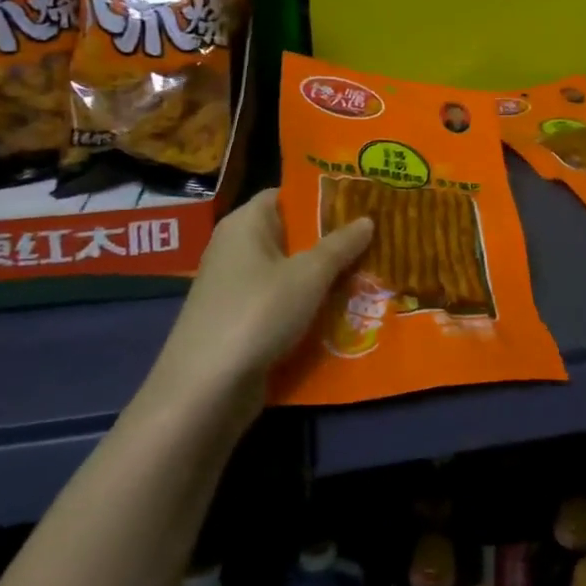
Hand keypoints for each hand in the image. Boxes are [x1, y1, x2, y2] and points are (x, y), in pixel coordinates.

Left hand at [141, 190, 373, 413]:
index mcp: (245, 224)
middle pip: (293, 233)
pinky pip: (285, 301)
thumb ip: (340, 245)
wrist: (206, 390)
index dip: (324, 195)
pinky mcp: (243, 321)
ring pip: (292, 271)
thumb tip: (367, 220)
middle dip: (334, 238)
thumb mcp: (309, 275)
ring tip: (374, 271)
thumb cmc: (258, 313)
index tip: (363, 200)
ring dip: (327, 275)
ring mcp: (238, 288)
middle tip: (380, 236)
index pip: (287, 195)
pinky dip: (311, 304)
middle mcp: (238, 249)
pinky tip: (347, 309)